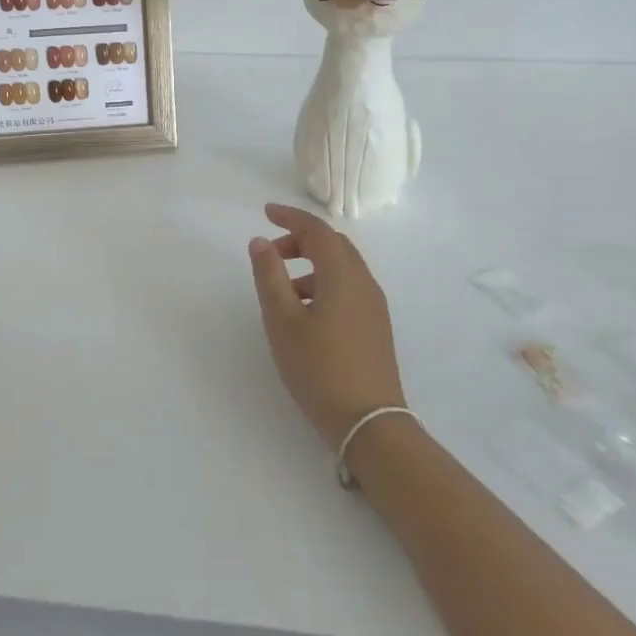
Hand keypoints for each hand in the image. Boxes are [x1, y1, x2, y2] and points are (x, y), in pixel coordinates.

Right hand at [247, 203, 405, 449]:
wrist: (370, 423)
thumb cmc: (320, 368)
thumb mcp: (283, 321)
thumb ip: (269, 276)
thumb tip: (260, 242)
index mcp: (343, 275)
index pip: (317, 230)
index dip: (290, 216)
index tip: (265, 212)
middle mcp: (364, 282)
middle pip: (333, 245)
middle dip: (301, 239)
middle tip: (272, 250)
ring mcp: (374, 306)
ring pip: (341, 267)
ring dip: (311, 264)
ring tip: (282, 287)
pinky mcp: (375, 326)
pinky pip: (348, 287)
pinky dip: (323, 283)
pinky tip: (305, 312)